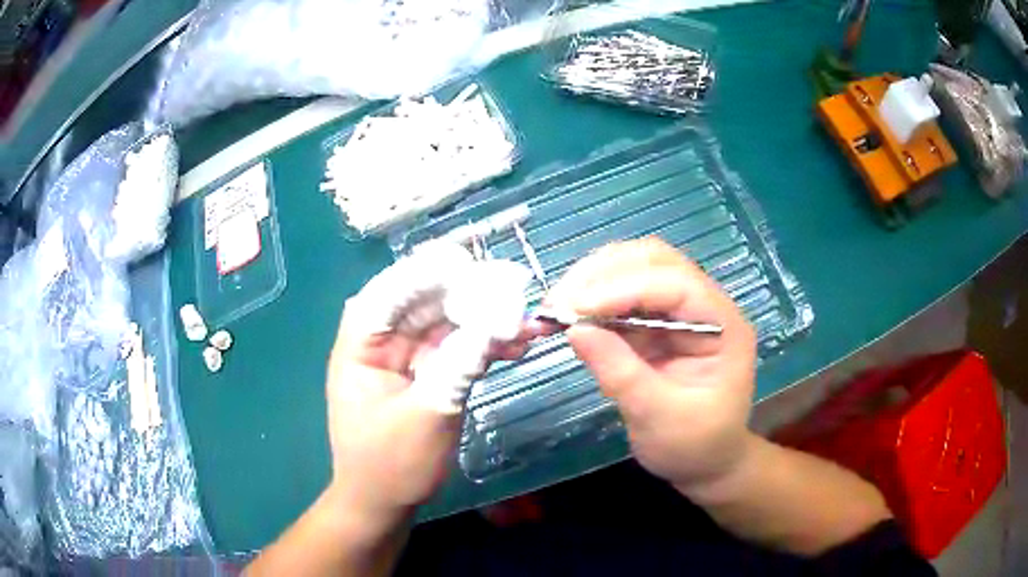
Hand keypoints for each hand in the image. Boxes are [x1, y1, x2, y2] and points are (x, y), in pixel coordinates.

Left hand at [325, 243, 530, 527]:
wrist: (383, 502)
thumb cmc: (391, 464)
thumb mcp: (428, 414)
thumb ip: (462, 364)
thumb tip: (500, 319)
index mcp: (362, 344)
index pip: (392, 290)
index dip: (431, 272)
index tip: (474, 263)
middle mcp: (381, 341)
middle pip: (424, 301)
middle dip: (469, 294)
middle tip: (515, 290)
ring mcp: (405, 357)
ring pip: (446, 323)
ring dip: (484, 321)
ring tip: (526, 322)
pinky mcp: (426, 373)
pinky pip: (456, 348)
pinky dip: (483, 345)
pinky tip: (516, 345)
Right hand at [546, 238, 757, 492]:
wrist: (704, 463)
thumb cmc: (693, 446)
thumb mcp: (659, 417)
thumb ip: (620, 373)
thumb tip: (575, 330)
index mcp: (723, 326)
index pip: (676, 285)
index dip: (625, 288)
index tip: (576, 308)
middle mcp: (704, 307)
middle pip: (655, 261)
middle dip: (603, 274)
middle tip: (559, 301)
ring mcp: (679, 311)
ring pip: (635, 269)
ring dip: (592, 280)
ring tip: (556, 306)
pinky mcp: (656, 322)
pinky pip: (621, 297)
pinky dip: (592, 300)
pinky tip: (568, 315)